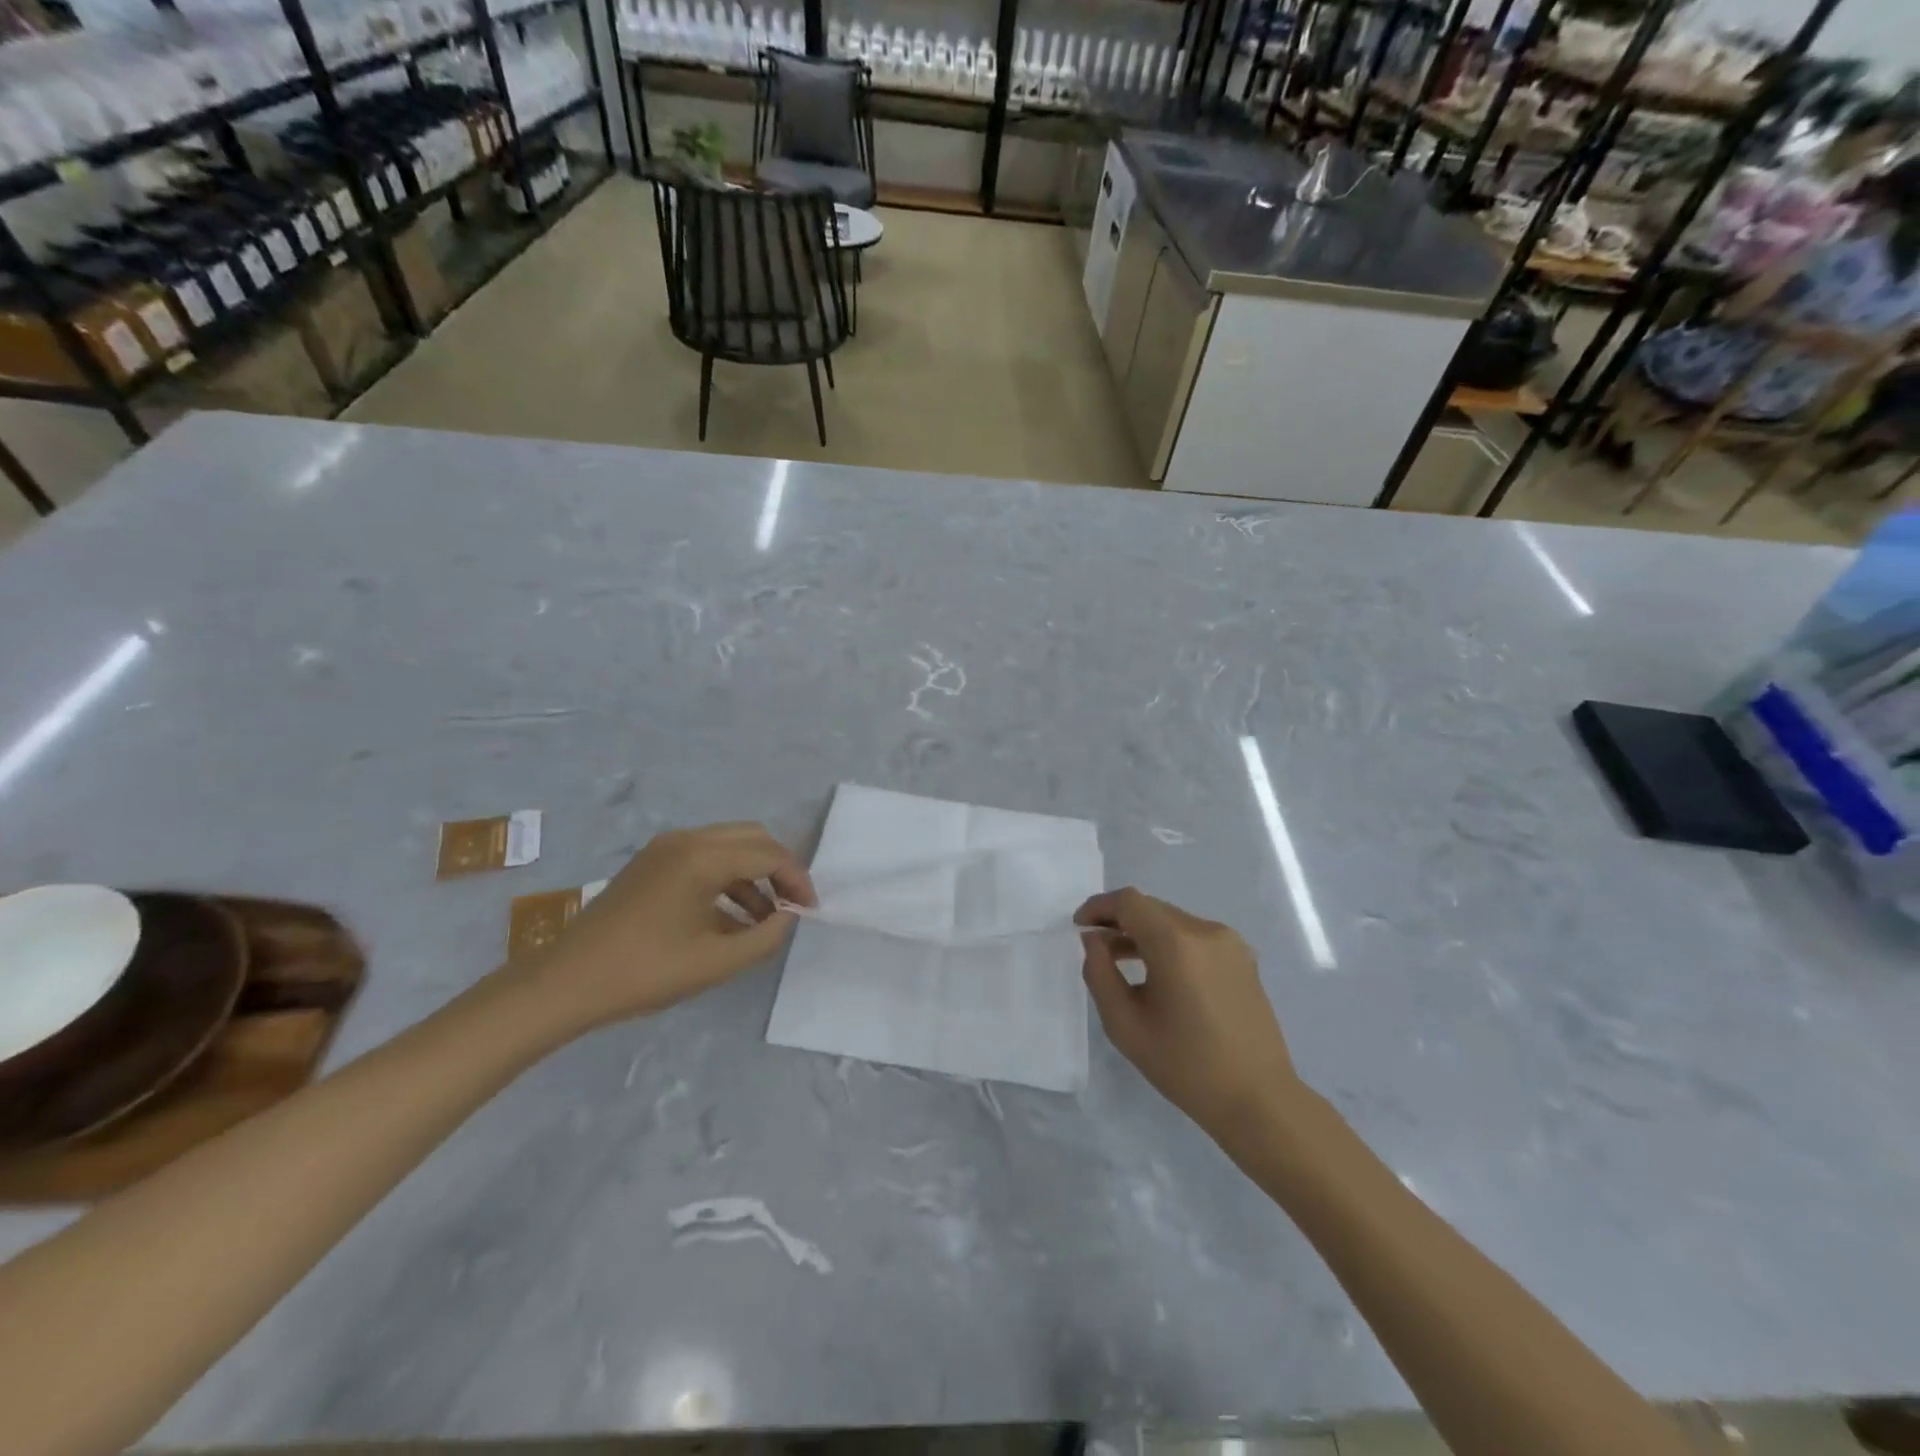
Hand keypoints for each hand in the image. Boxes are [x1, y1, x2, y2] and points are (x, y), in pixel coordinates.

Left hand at [528, 822, 814, 1028]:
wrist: (565, 983)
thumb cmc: (644, 972)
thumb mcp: (716, 962)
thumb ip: (765, 937)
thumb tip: (788, 917)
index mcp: (703, 857)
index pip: (769, 855)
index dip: (797, 881)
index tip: (810, 912)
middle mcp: (687, 840)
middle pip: (753, 838)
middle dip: (779, 869)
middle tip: (792, 907)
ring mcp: (665, 848)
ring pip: (729, 845)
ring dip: (754, 874)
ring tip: (764, 919)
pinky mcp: (651, 862)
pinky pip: (704, 857)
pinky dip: (727, 877)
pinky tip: (731, 917)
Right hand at [1076, 888, 1300, 1142]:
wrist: (1258, 1100)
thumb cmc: (1185, 1066)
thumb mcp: (1125, 1025)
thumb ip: (1100, 973)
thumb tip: (1093, 940)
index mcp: (1176, 943)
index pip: (1129, 902)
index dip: (1099, 907)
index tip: (1079, 926)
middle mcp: (1206, 931)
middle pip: (1152, 908)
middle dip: (1119, 920)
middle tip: (1096, 946)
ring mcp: (1230, 943)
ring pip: (1174, 922)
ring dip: (1144, 933)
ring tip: (1122, 961)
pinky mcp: (1243, 959)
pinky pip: (1195, 938)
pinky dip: (1170, 944)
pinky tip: (1161, 976)